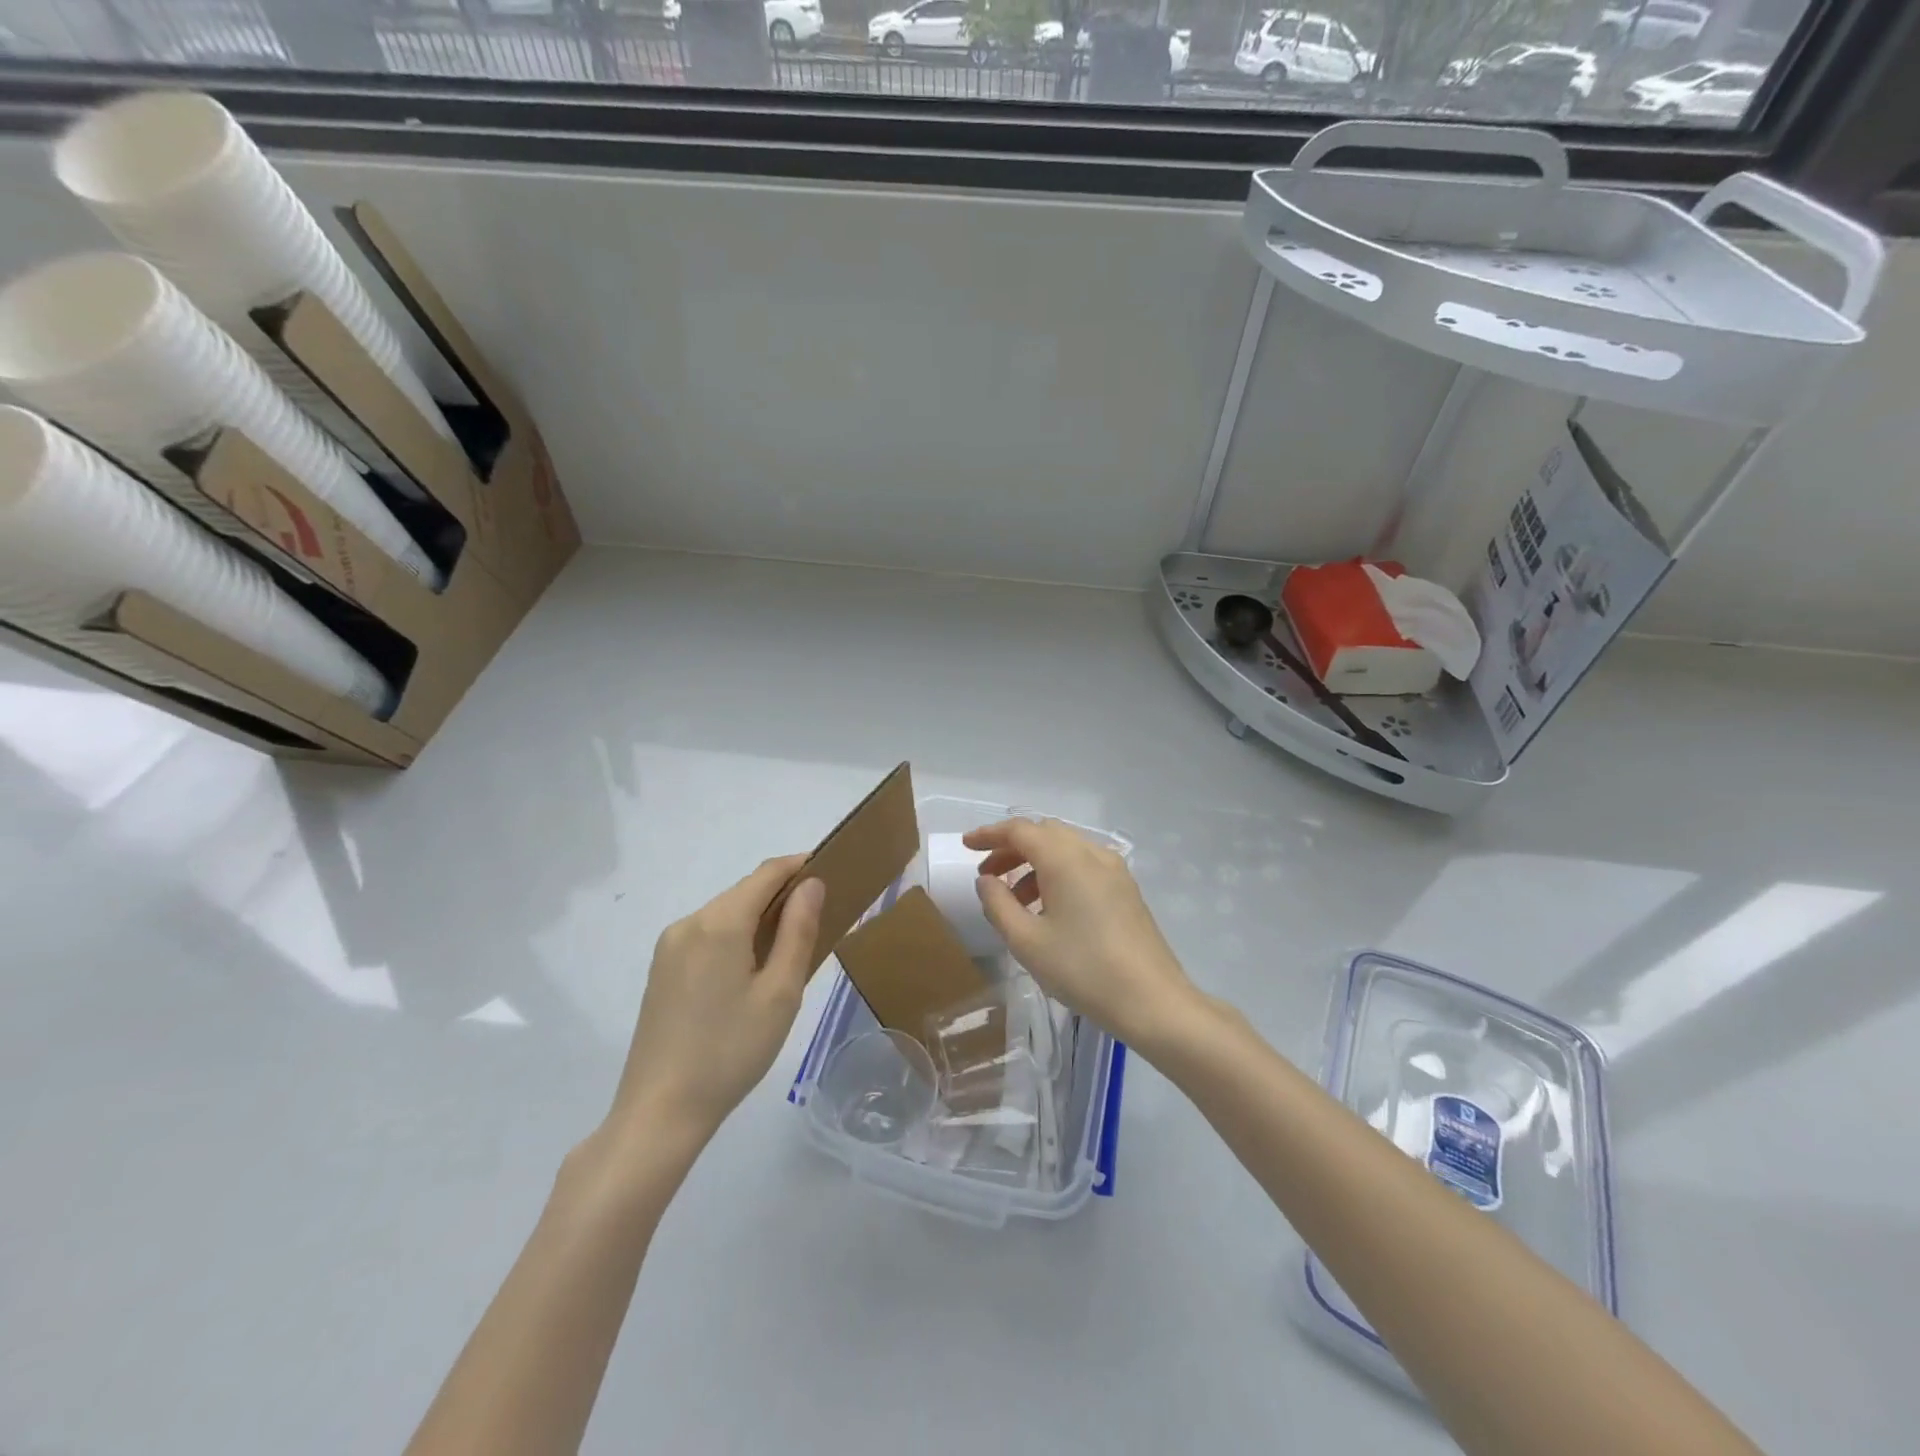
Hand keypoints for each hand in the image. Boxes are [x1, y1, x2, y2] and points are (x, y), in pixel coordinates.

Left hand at [605, 856, 824, 1145]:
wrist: (660, 1111)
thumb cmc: (731, 1051)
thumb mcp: (780, 993)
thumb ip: (798, 930)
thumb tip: (811, 884)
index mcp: (720, 922)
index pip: (767, 873)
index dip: (800, 865)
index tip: (832, 870)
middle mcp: (689, 922)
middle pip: (744, 892)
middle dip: (781, 895)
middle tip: (819, 917)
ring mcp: (670, 946)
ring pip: (725, 914)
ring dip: (758, 917)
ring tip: (789, 948)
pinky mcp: (661, 969)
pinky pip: (706, 935)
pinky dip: (735, 936)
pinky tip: (750, 970)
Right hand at [964, 818, 1198, 1049]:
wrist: (1152, 1001)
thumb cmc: (1083, 970)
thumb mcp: (1026, 941)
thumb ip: (998, 904)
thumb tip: (987, 880)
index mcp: (1066, 859)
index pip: (1020, 830)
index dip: (990, 835)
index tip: (966, 846)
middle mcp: (1092, 854)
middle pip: (1044, 834)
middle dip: (1011, 849)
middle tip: (988, 876)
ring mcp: (1114, 870)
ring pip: (1065, 849)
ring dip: (1034, 863)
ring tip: (1014, 900)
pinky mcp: (1126, 890)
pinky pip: (1083, 866)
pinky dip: (1057, 874)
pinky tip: (1048, 909)